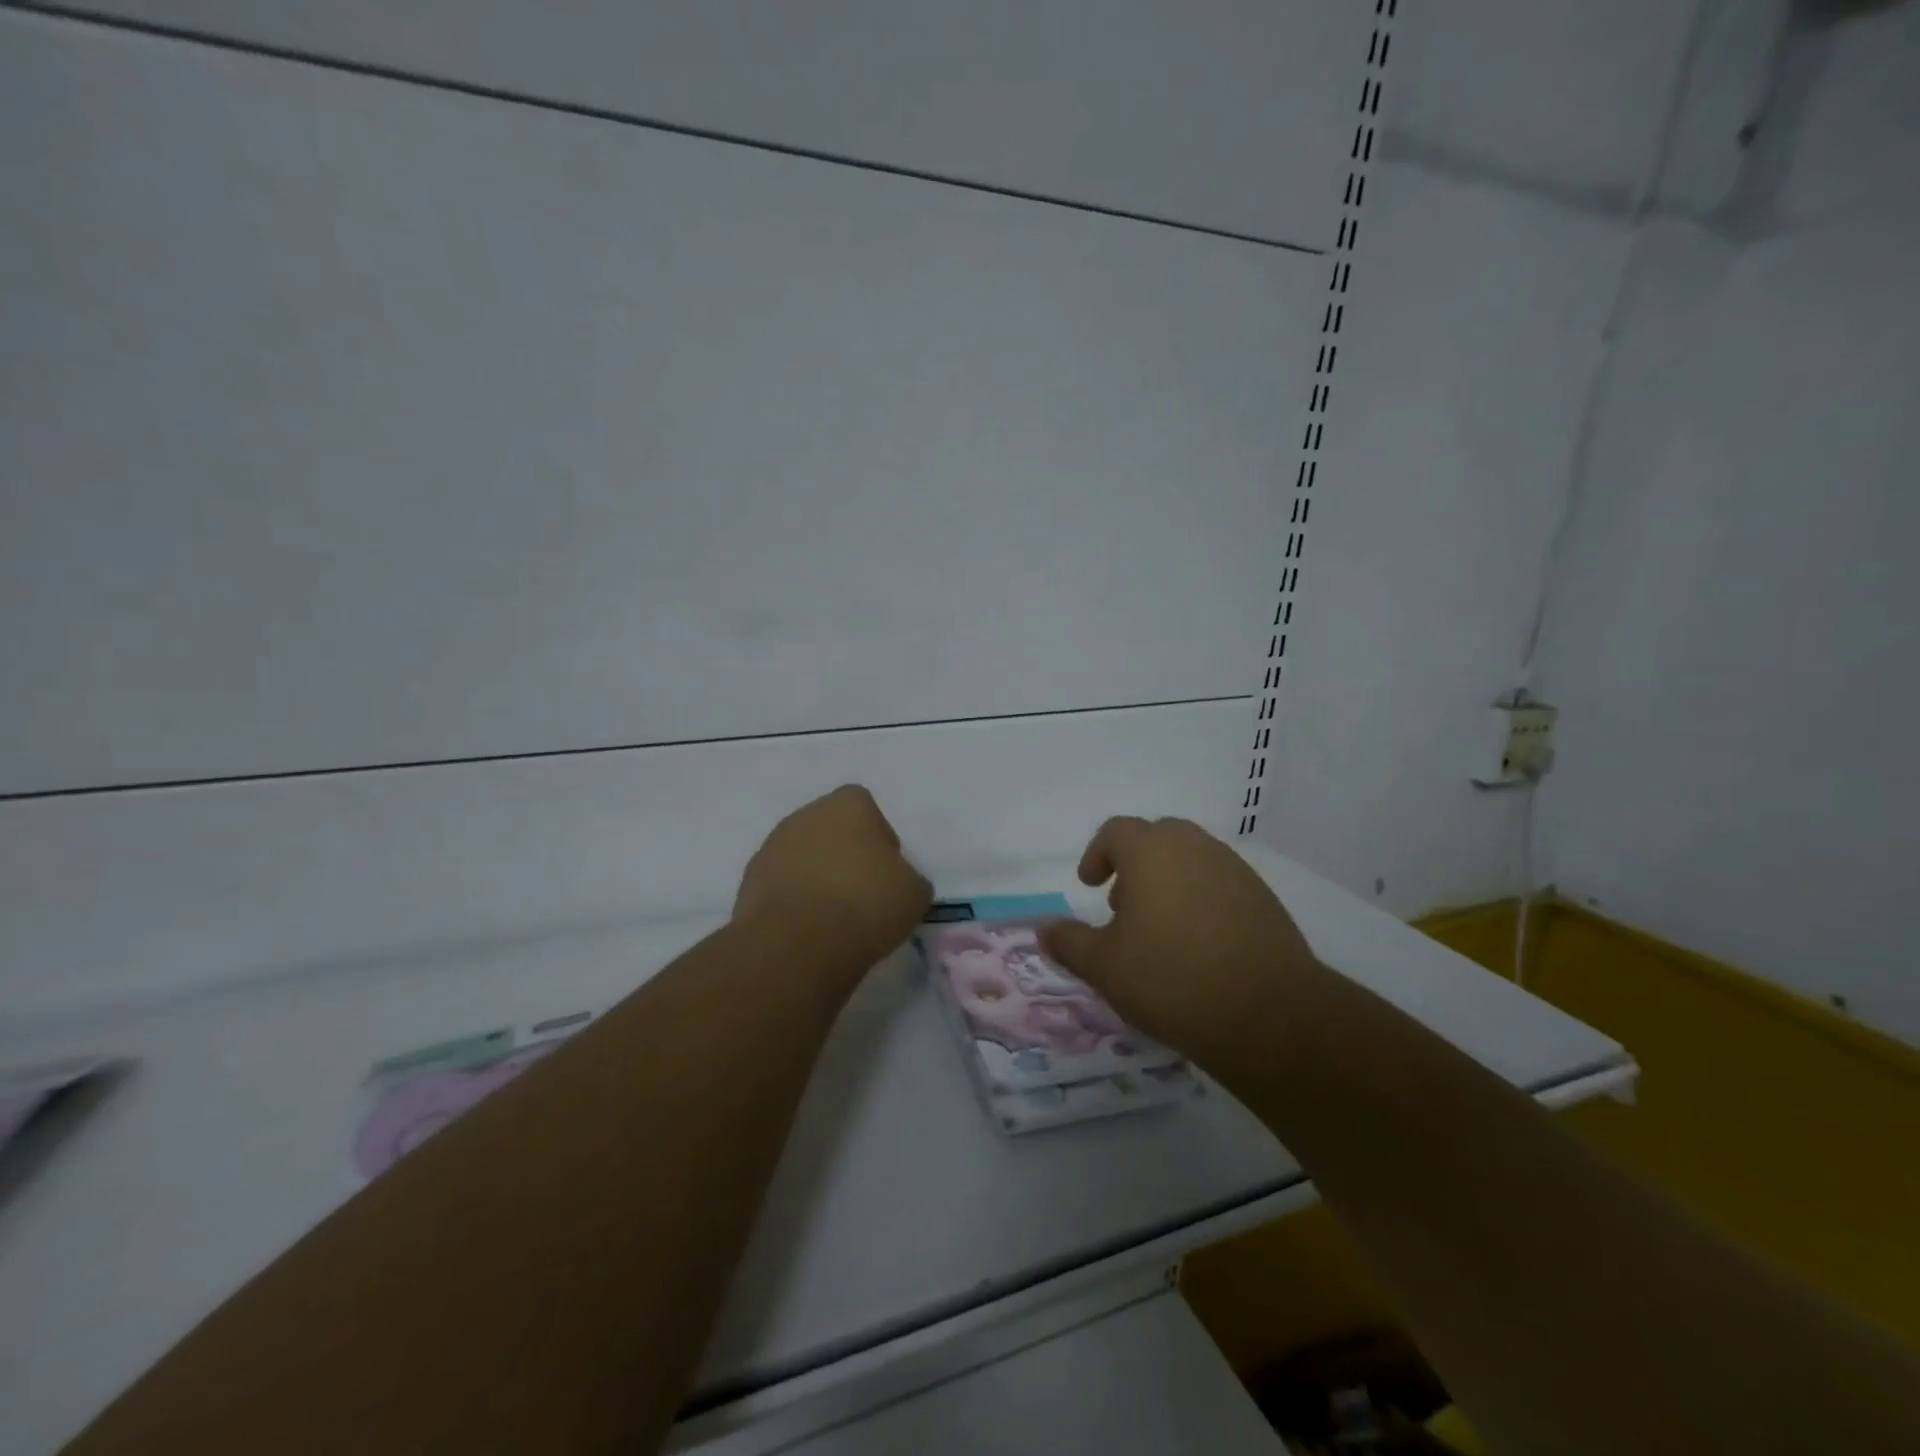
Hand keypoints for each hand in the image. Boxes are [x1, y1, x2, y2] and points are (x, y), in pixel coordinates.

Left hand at [735, 785, 932, 966]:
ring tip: (833, 918)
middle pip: (832, 830)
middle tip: (861, 895)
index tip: (886, 873)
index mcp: (848, 804)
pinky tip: (807, 929)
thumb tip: (895, 884)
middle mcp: (806, 814)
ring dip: (817, 877)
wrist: (797, 944)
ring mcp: (773, 846)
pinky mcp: (749, 880)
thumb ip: (907, 877)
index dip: (879, 840)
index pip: (867, 810)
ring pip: (804, 857)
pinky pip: (782, 884)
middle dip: (845, 856)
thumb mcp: (914, 893)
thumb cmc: (866, 904)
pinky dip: (794, 900)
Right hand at [1040, 817, 1320, 1068]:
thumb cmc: (1171, 978)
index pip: (1116, 831)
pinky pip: (1220, 883)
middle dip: (1134, 865)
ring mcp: (1234, 870)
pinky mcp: (1264, 898)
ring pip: (1191, 859)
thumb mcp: (1104, 966)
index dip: (1097, 855)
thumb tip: (1043, 930)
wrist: (1268, 1014)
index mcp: (1151, 851)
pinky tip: (1199, 945)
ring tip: (1160, 930)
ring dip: (1168, 881)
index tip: (1089, 886)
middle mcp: (1195, 847)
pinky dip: (1200, 899)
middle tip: (1123, 906)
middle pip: (1157, 838)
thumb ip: (1069, 943)